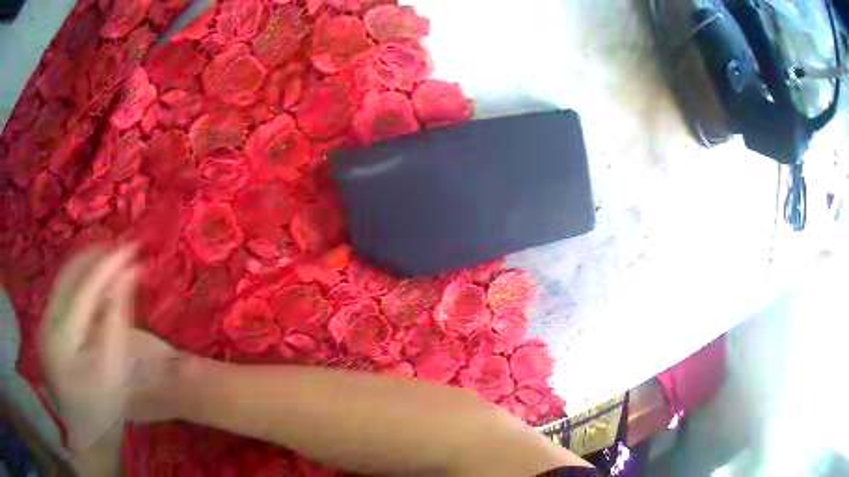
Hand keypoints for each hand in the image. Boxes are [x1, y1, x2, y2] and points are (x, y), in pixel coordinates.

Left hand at [39, 246, 179, 450]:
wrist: (86, 435)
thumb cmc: (104, 410)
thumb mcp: (115, 368)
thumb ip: (118, 317)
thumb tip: (130, 272)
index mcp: (62, 339)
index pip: (85, 289)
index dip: (109, 265)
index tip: (132, 247)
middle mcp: (46, 322)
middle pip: (69, 275)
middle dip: (95, 257)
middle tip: (122, 247)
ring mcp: (43, 323)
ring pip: (63, 279)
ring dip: (86, 265)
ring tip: (110, 258)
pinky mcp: (45, 326)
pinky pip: (62, 292)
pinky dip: (79, 281)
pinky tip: (93, 281)